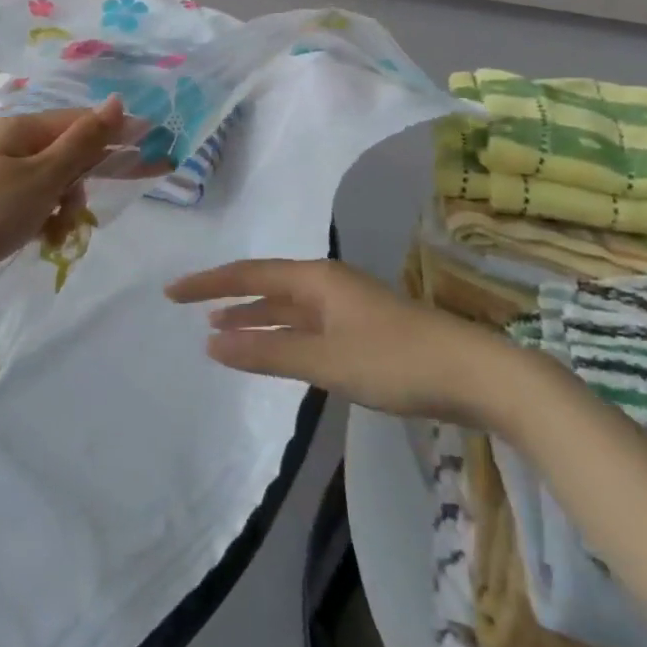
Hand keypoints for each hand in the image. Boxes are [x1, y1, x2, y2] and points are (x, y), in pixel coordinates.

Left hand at [0, 97, 127, 272]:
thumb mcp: (45, 176)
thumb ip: (85, 141)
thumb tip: (118, 100)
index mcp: (22, 128)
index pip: (80, 122)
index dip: (114, 136)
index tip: (149, 152)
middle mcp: (14, 143)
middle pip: (69, 154)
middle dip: (80, 184)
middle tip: (80, 212)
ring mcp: (5, 172)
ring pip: (57, 182)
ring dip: (64, 206)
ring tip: (55, 232)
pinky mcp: (1, 200)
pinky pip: (39, 201)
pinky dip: (47, 218)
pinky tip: (44, 239)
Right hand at [165, 258, 528, 427]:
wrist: (474, 372)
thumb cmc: (395, 360)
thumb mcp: (326, 360)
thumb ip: (268, 352)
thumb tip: (212, 342)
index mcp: (316, 278)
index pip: (248, 274)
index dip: (209, 283)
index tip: (172, 292)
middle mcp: (326, 283)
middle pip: (265, 285)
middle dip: (228, 298)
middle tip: (189, 309)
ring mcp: (346, 305)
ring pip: (286, 307)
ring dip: (254, 318)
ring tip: (219, 332)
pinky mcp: (361, 329)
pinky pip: (306, 325)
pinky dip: (281, 334)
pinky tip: (272, 349)